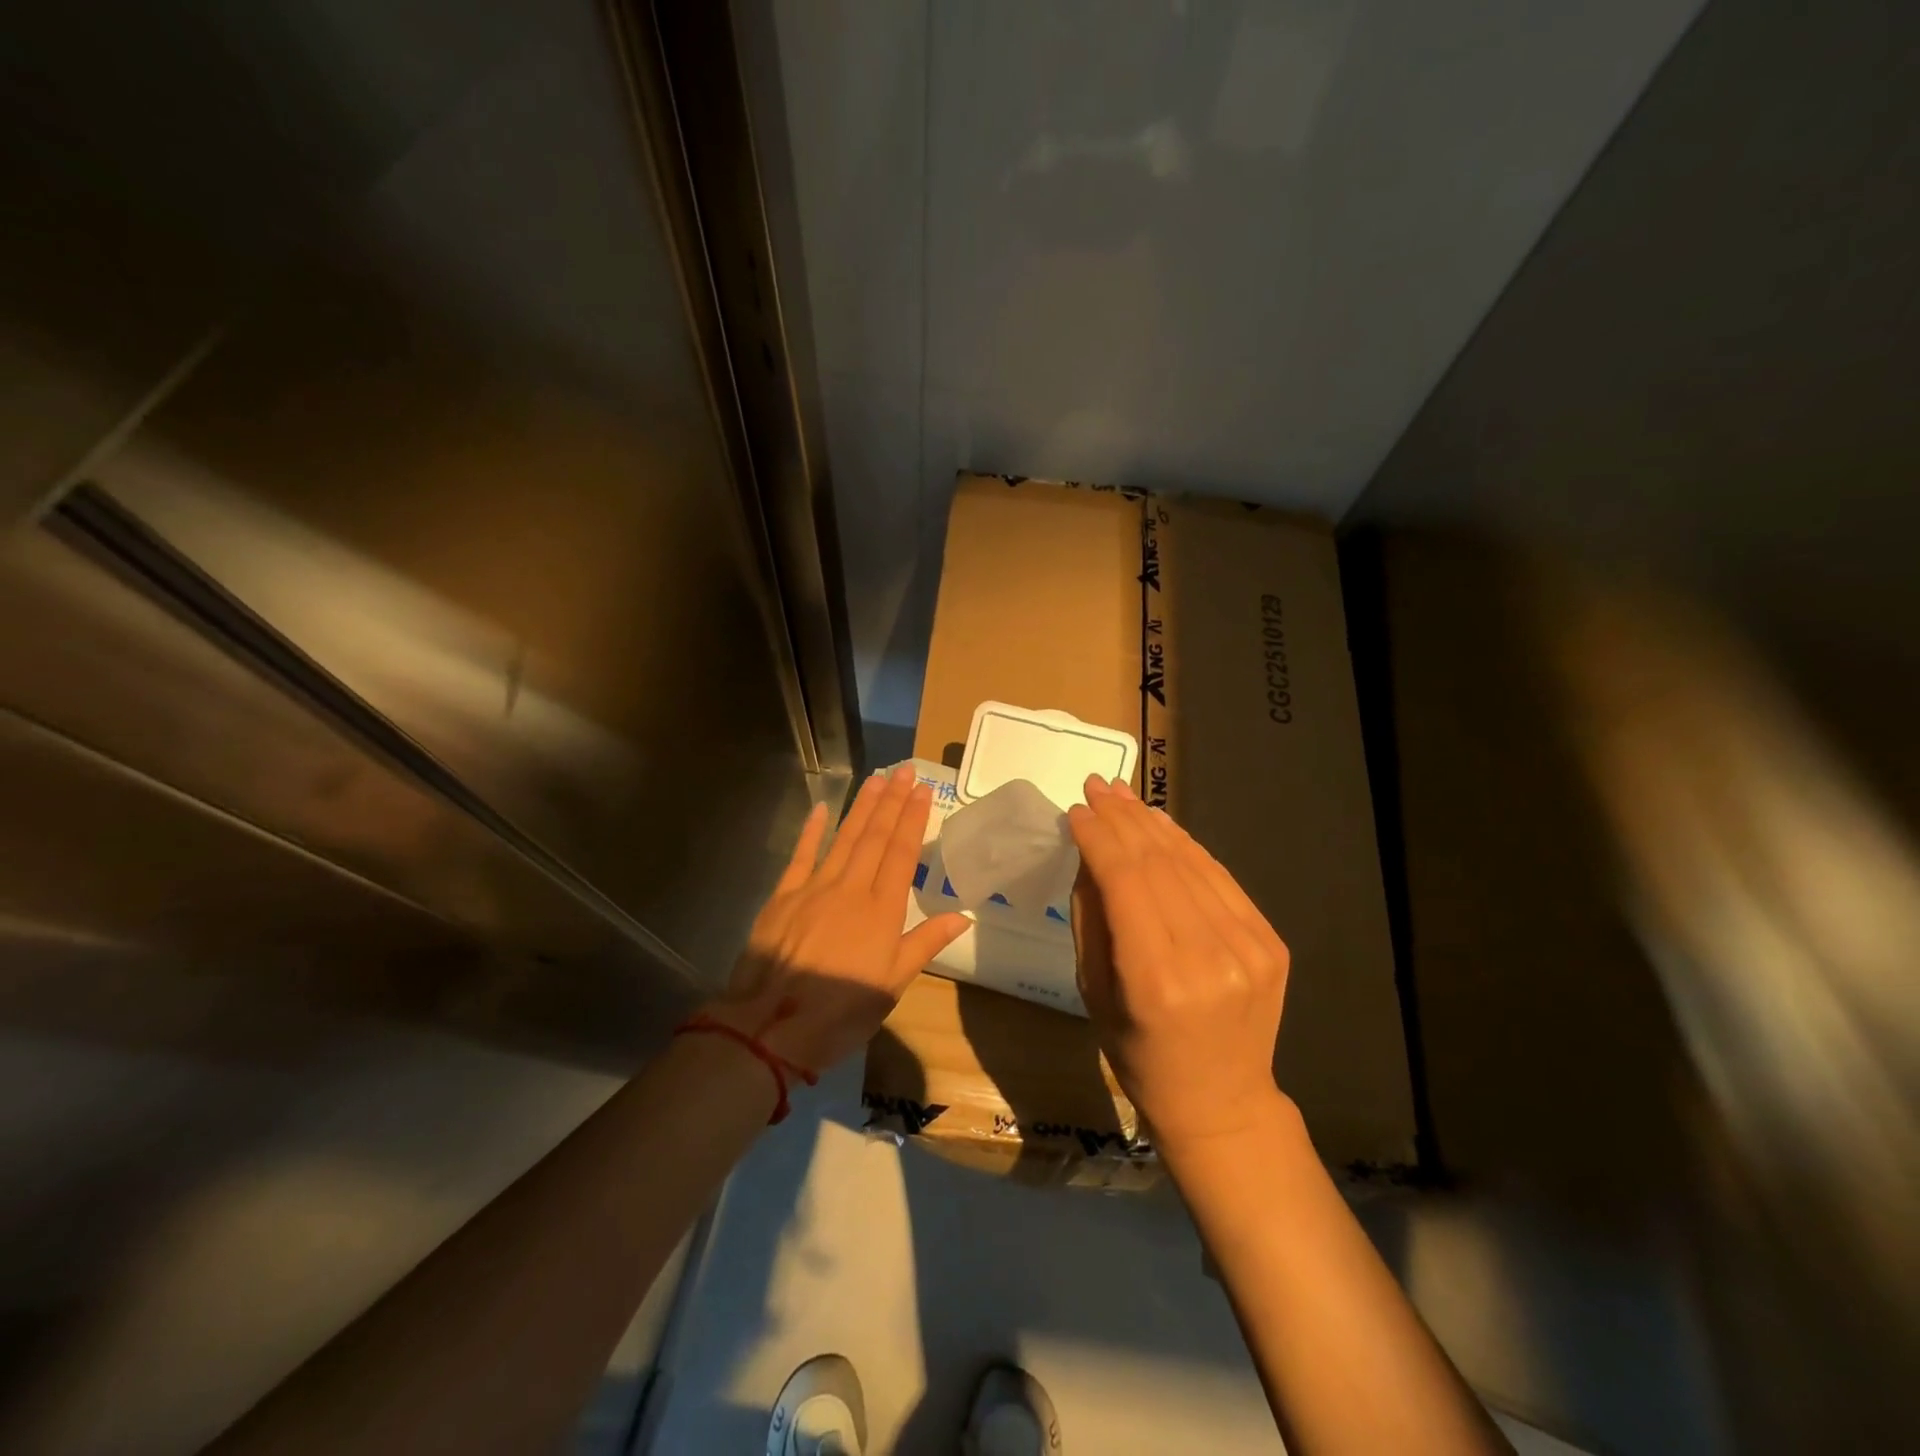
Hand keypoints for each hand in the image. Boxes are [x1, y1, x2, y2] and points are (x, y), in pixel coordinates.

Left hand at [708, 763, 970, 1072]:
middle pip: (874, 837)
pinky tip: (823, 808)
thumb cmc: (840, 1013)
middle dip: (892, 802)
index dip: (913, 820)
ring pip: (844, 838)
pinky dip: (813, 830)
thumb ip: (924, 944)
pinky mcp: (783, 896)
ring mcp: (814, 888)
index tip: (922, 791)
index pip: (901, 854)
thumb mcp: (892, 985)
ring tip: (877, 779)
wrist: (770, 1027)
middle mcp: (850, 888)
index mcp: (881, 910)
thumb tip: (962, 915)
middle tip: (905, 771)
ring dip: (861, 807)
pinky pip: (801, 855)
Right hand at [1068, 774, 1290, 1147]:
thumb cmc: (1139, 1055)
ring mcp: (1249, 948)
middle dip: (1122, 818)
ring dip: (1153, 823)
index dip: (1099, 836)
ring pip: (1191, 862)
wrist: (1222, 1103)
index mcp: (1156, 980)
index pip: (1124, 880)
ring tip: (1123, 795)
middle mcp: (1208, 957)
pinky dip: (1188, 848)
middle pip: (1158, 863)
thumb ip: (1091, 918)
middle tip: (1096, 785)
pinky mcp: (1271, 943)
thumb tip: (1089, 853)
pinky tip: (1162, 826)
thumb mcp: (1094, 992)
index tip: (1076, 809)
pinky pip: (1220, 879)